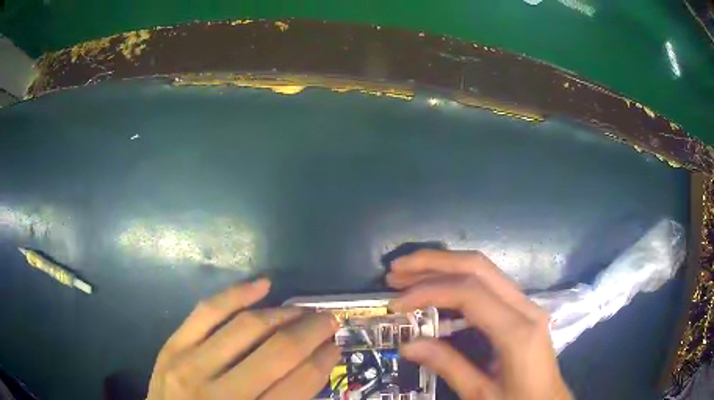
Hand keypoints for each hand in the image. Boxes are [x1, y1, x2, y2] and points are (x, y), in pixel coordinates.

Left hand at [147, 279, 339, 399]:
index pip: (299, 383)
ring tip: (303, 310)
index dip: (323, 361)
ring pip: (246, 327)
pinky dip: (237, 294)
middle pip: (277, 352)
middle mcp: (222, 393)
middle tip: (329, 321)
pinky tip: (263, 285)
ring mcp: (191, 365)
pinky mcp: (173, 347)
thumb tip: (314, 366)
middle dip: (311, 332)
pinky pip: (207, 311)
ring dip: (283, 314)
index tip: (336, 346)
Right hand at [387, 250, 571, 399]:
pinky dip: (457, 279)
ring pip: (484, 269)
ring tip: (407, 274)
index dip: (429, 291)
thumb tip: (407, 345)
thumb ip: (448, 366)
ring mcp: (526, 304)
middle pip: (478, 266)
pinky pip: (488, 284)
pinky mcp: (522, 309)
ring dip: (444, 266)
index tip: (397, 304)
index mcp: (517, 332)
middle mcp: (525, 307)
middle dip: (433, 263)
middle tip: (396, 270)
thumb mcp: (481, 395)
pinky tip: (436, 288)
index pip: (470, 293)